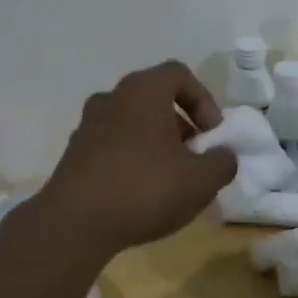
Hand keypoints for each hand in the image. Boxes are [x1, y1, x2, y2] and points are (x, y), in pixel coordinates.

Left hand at [38, 61, 236, 259]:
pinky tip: (141, 194)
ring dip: (156, 144)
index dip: (203, 100)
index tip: (212, 134)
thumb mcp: (200, 180)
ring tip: (170, 181)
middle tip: (195, 159)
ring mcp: (88, 126)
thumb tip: (223, 155)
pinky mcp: (74, 154)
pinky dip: (132, 160)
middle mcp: (111, 98)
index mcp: (142, 91)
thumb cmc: (144, 189)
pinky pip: (113, 146)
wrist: (74, 223)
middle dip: (181, 126)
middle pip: (154, 100)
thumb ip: (222, 162)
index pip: (178, 74)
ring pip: (132, 124)